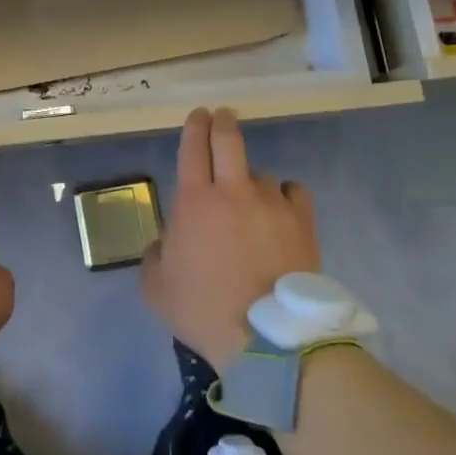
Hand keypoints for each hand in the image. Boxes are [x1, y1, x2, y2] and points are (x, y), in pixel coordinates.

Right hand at [140, 107, 320, 369]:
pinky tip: (279, 209)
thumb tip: (164, 244)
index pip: (193, 147)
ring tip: (250, 199)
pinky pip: (292, 192)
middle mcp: (233, 191)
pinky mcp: (302, 222)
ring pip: (260, 173)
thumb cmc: (204, 310)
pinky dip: (283, 195)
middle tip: (221, 116)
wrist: (266, 339)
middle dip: (222, 122)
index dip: (194, 126)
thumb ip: (153, 256)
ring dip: (250, 178)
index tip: (197, 115)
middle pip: (229, 139)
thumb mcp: (155, 288)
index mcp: (194, 201)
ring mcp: (271, 203)